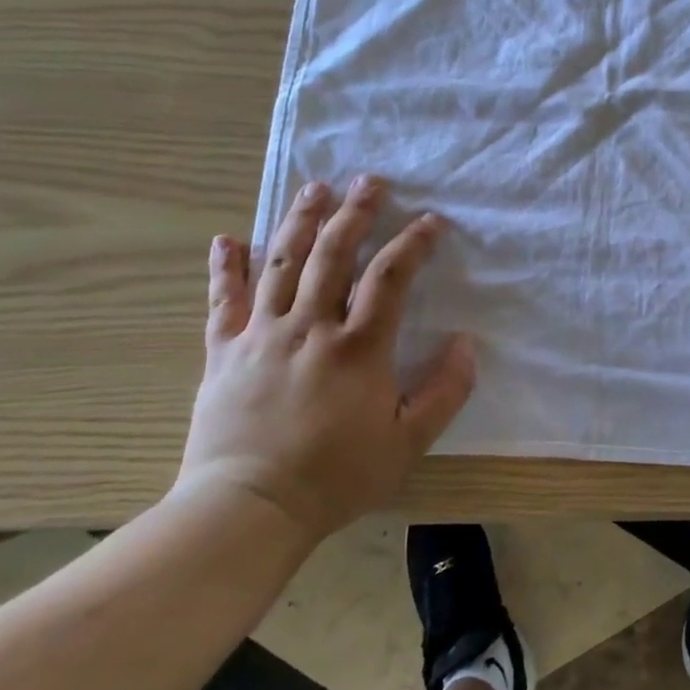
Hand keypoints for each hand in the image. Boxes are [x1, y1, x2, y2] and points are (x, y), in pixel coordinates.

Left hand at [179, 175, 474, 540]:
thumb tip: (466, 342)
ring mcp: (261, 336)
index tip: (430, 220)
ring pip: (281, 265)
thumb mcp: (409, 442)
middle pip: (333, 256)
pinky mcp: (223, 352)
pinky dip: (225, 268)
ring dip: (300, 222)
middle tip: (369, 180)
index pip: (390, 278)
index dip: (413, 243)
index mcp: (358, 347)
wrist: (247, 509)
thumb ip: (446, 391)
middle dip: (354, 213)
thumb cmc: (336, 475)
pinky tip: (227, 239)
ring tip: (315, 188)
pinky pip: (223, 302)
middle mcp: (310, 328)